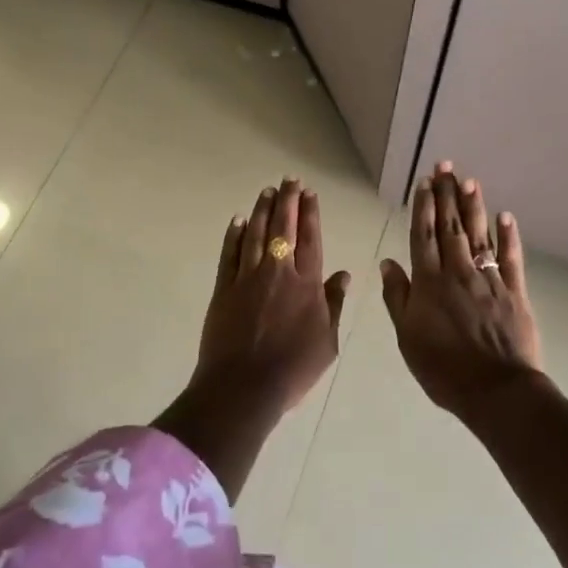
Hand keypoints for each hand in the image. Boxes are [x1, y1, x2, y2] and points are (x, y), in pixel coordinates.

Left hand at [194, 177, 350, 412]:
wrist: (244, 387)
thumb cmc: (293, 369)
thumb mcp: (327, 342)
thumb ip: (333, 305)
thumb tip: (343, 275)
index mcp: (306, 284)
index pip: (311, 239)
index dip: (310, 214)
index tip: (309, 193)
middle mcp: (277, 272)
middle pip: (283, 228)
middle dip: (287, 201)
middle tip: (289, 180)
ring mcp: (247, 278)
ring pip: (254, 234)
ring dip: (261, 210)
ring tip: (267, 191)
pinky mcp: (224, 289)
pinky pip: (229, 254)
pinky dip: (234, 235)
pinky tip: (237, 221)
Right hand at [380, 161, 542, 419]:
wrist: (495, 390)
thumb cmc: (443, 368)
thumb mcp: (407, 337)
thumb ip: (398, 297)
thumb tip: (388, 262)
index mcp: (429, 282)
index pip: (424, 235)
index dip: (423, 207)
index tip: (425, 182)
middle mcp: (458, 271)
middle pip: (451, 226)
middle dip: (447, 194)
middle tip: (446, 166)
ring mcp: (489, 279)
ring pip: (479, 235)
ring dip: (474, 206)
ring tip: (469, 180)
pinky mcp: (515, 291)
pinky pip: (511, 257)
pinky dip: (508, 236)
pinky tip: (506, 216)